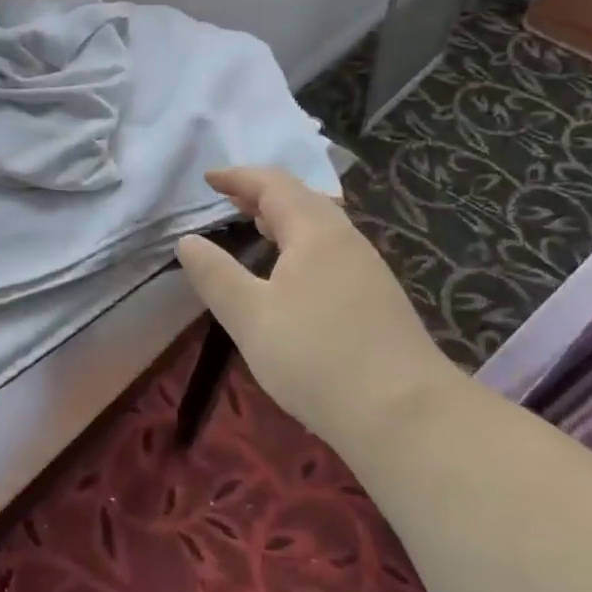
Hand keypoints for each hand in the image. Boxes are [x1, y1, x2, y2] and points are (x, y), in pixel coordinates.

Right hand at [176, 167, 462, 451]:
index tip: (208, 178)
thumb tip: (188, 240)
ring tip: (258, 230)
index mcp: (315, 232)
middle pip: (303, 200)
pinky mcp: (378, 300)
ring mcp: (368, 270)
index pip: (273, 185)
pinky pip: (333, 252)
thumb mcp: (249, 316)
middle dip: (263, 195)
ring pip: (322, 227)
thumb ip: (215, 275)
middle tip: (231, 200)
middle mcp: (346, 240)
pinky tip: (294, 275)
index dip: (239, 177)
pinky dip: (303, 246)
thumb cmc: (315, 356)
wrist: (403, 413)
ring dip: (286, 220)